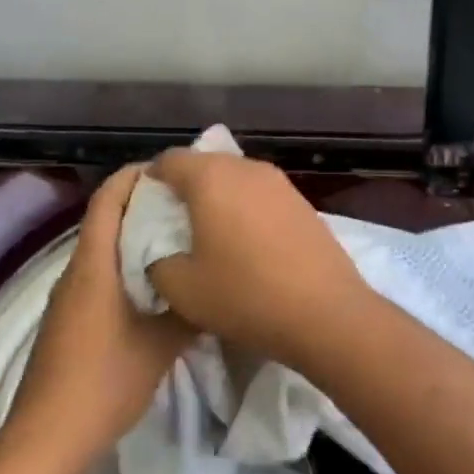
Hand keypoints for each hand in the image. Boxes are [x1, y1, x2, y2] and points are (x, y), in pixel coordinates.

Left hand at [0, 166, 192, 473]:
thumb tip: (213, 287)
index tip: (171, 171)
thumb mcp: (160, 346)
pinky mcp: (69, 319)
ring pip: (103, 249)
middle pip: (105, 219)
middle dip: (142, 204)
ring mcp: (68, 297)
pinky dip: (125, 265)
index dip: (135, 176)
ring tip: (179, 239)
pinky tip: (156, 285)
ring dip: (135, 237)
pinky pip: (99, 274)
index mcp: (94, 265)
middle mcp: (76, 271)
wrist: (47, 438)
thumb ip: (188, 311)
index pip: (108, 199)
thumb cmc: (104, 382)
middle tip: (187, 205)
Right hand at [145, 150, 374, 367]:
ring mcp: (279, 182)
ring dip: (217, 198)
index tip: (147, 212)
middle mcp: (245, 168)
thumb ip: (155, 259)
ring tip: (210, 236)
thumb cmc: (245, 295)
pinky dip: (245, 209)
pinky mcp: (301, 201)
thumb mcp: (181, 288)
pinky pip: (259, 194)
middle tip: (174, 226)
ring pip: (234, 178)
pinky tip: (246, 243)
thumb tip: (158, 248)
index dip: (151, 182)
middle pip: (203, 164)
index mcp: (210, 178)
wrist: (325, 313)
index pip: (169, 160)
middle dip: (184, 189)